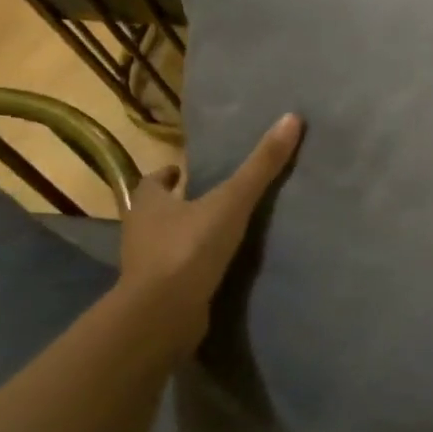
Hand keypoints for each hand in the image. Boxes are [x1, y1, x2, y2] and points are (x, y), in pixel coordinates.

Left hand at [118, 114, 303, 353]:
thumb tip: (291, 119)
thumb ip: (261, 166)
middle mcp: (140, 229)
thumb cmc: (190, 248)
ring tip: (225, 234)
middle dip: (182, 204)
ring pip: (168, 241)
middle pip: (160, 210)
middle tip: (215, 199)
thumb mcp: (232, 201)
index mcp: (148, 201)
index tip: (190, 171)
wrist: (164, 313)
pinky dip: (195, 266)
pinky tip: (221, 268)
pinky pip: (178, 271)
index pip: (156, 180)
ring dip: (189, 236)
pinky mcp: (159, 292)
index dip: (173, 174)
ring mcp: (146, 264)